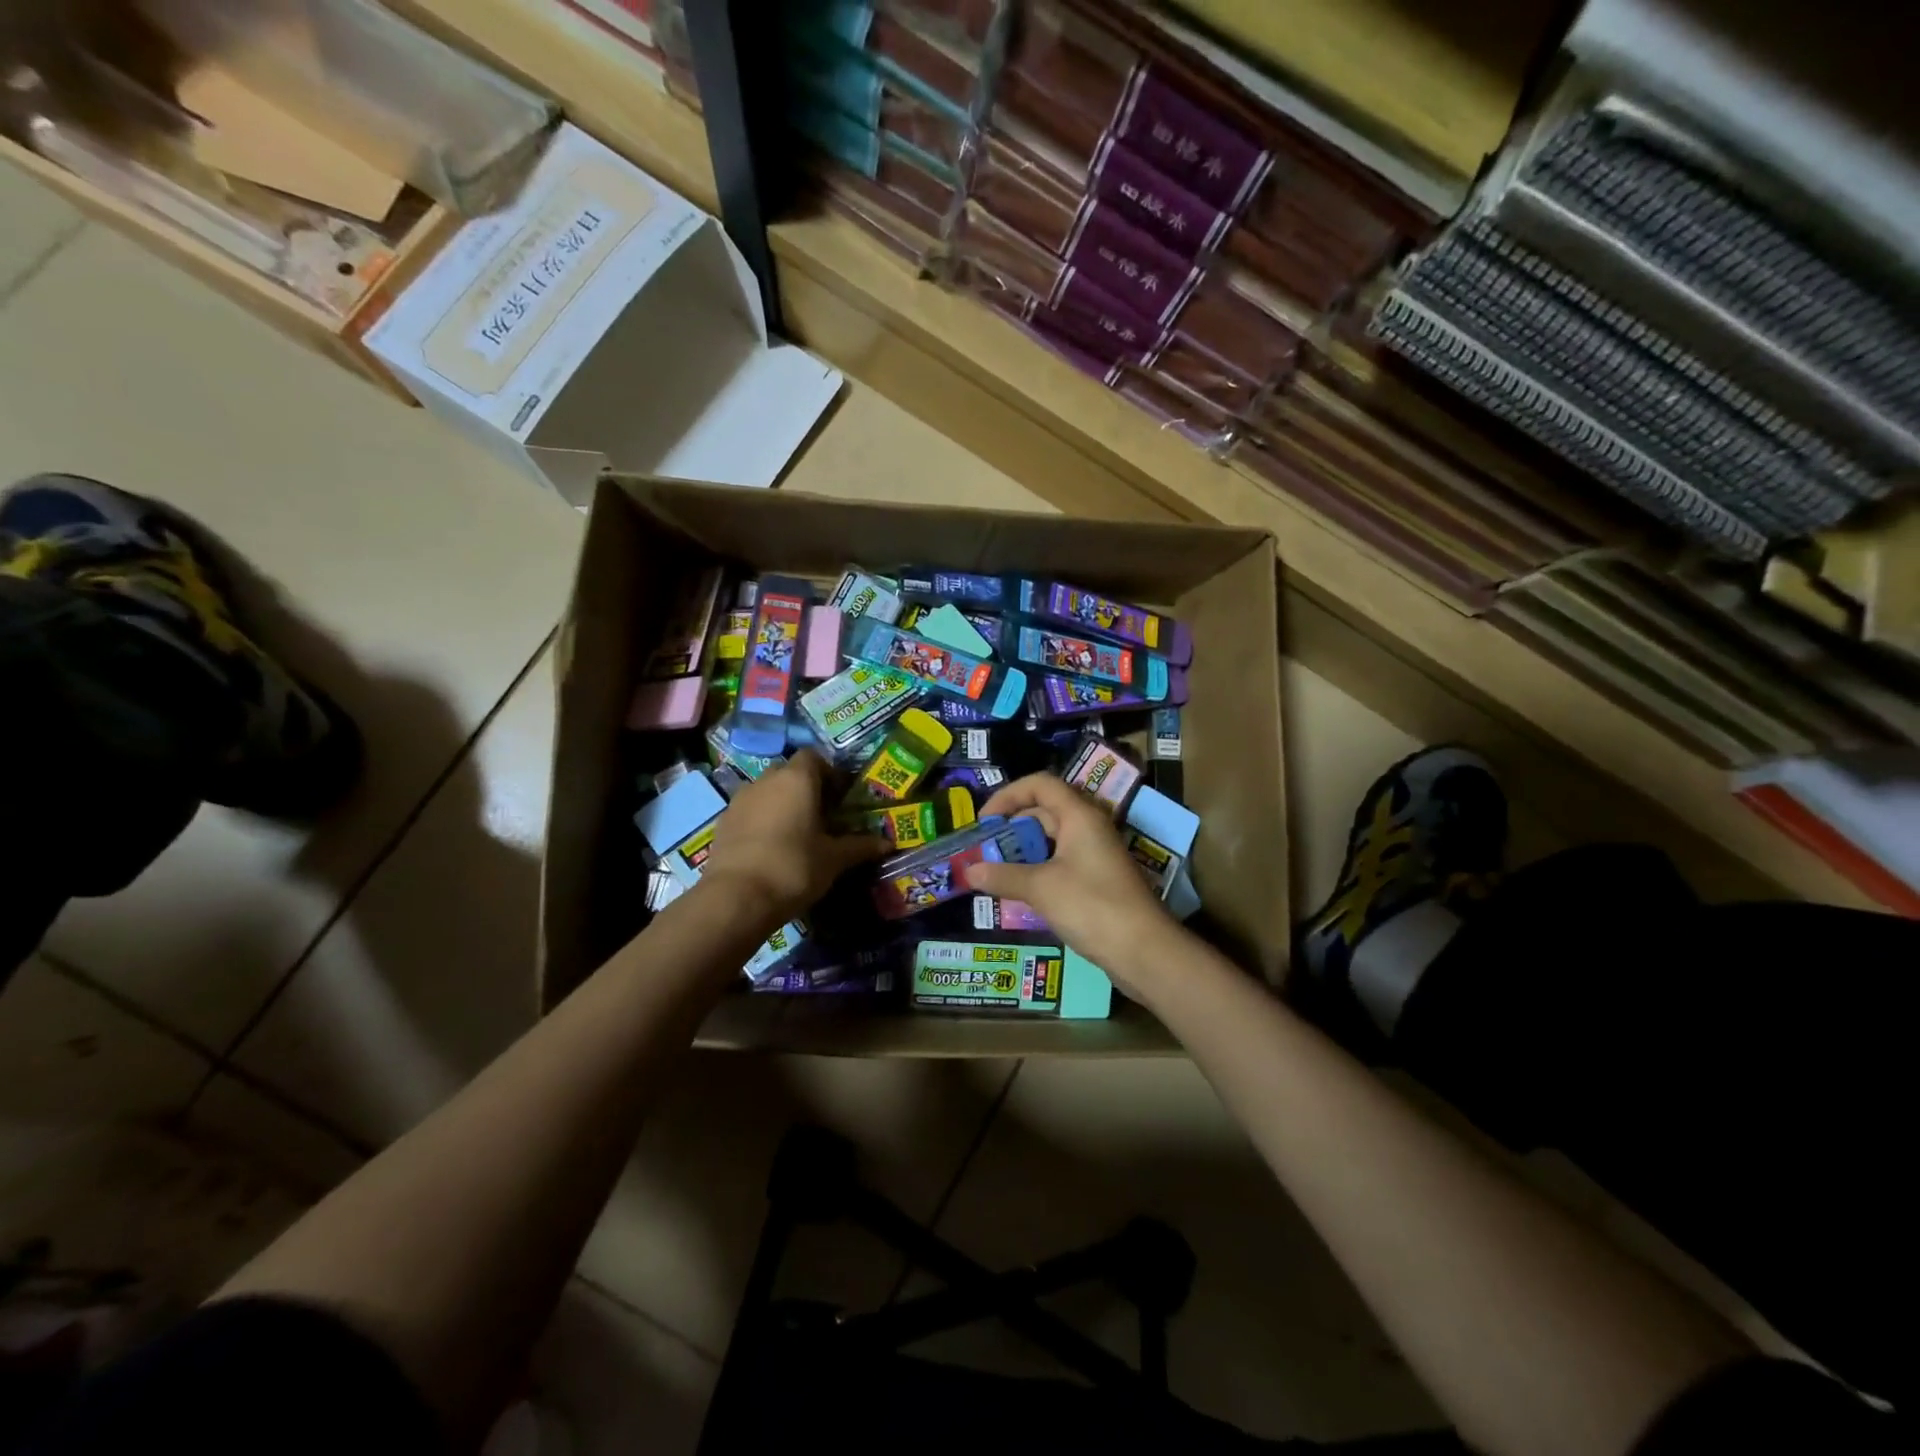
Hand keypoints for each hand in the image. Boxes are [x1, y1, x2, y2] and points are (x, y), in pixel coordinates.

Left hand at [700, 751, 887, 929]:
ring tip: (795, 834)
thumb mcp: (834, 859)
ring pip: (767, 792)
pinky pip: (749, 812)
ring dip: (781, 805)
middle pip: (790, 773)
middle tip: (821, 816)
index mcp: (797, 779)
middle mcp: (767, 780)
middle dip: (805, 789)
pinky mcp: (723, 822)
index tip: (840, 797)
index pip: (814, 757)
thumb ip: (860, 846)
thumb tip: (889, 843)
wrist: (736, 898)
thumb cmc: (795, 867)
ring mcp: (740, 799)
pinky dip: (761, 822)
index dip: (829, 773)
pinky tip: (770, 848)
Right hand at [964, 773, 1177, 994]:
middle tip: (985, 850)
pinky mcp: (1098, 880)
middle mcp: (1089, 828)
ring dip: (1024, 851)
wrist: (1144, 950)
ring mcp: (1096, 855)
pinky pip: (1061, 862)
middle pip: (1045, 811)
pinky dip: (1038, 869)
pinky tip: (1021, 891)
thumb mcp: (1041, 888)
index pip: (1040, 784)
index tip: (984, 821)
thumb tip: (969, 870)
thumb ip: (1003, 875)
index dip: (1008, 795)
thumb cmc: (1092, 906)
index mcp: (1080, 816)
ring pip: (1053, 840)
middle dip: (1012, 826)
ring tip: (996, 871)